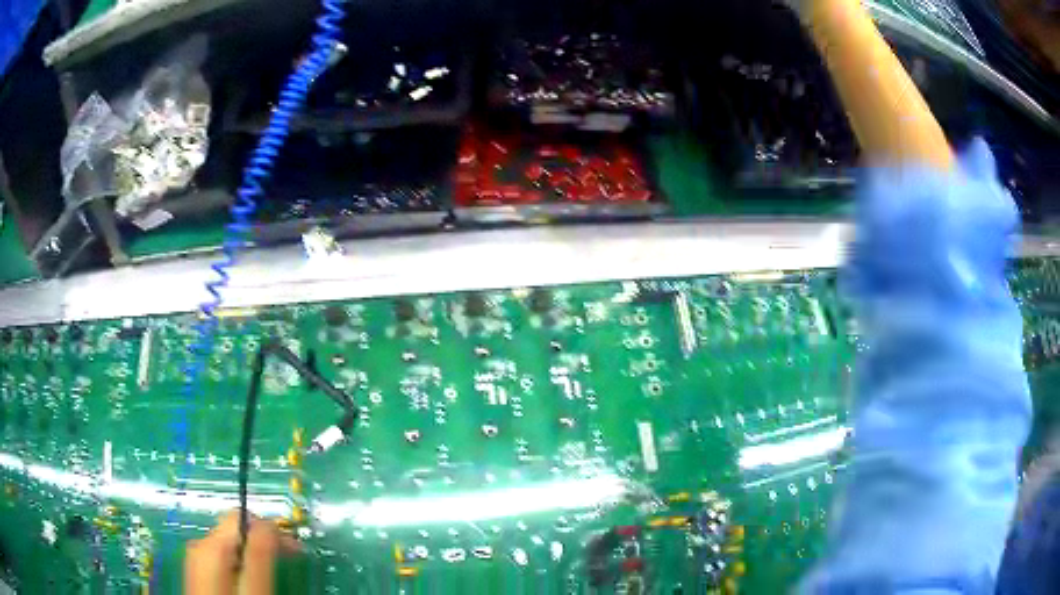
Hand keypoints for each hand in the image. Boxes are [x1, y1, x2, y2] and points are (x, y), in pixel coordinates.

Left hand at [184, 511, 299, 594]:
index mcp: (211, 546)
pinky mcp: (200, 574)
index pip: (242, 516)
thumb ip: (259, 554)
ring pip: (230, 546)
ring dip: (254, 554)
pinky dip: (242, 564)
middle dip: (264, 541)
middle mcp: (199, 546)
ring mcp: (197, 561)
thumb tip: (270, 524)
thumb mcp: (254, 587)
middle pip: (235, 529)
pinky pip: (223, 559)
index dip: (272, 528)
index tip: (295, 548)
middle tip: (291, 559)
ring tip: (273, 572)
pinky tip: (251, 581)